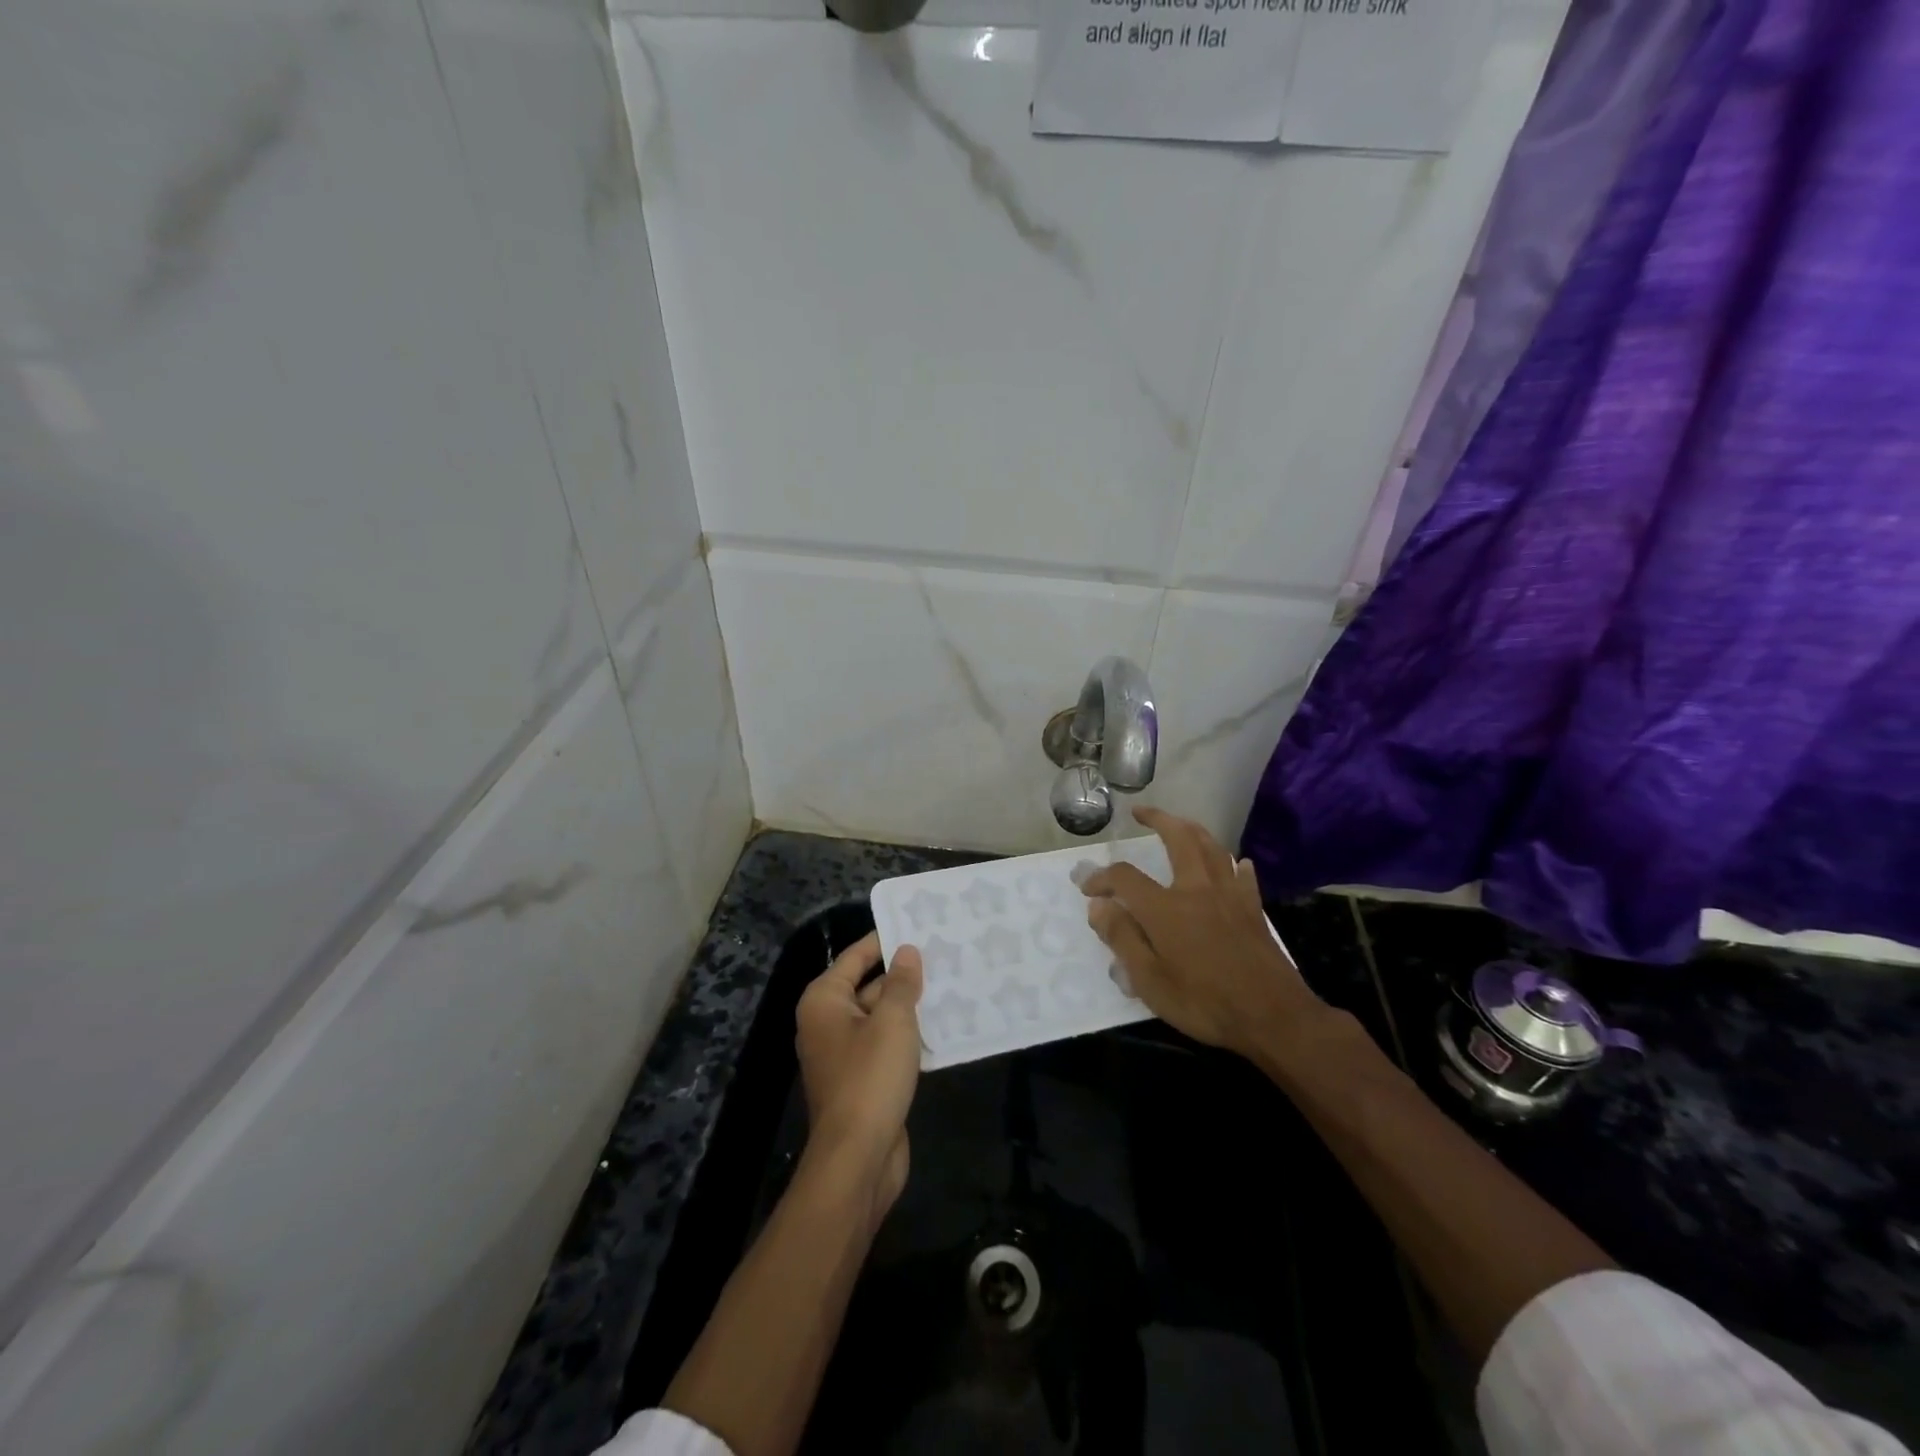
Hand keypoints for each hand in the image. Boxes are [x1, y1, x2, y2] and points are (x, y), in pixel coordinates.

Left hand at [795, 932, 923, 1221]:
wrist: (858, 1158)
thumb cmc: (870, 1077)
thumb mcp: (892, 1021)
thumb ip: (901, 983)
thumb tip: (906, 951)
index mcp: (824, 1001)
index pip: (854, 957)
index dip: (883, 940)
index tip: (915, 925)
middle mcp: (827, 1023)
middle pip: (866, 986)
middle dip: (901, 973)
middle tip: (941, 954)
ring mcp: (844, 1054)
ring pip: (880, 1017)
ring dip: (909, 1005)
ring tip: (950, 983)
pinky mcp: (862, 1080)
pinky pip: (886, 1045)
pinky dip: (909, 1035)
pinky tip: (942, 1026)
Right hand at [1081, 807, 1327, 1062]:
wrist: (1273, 1017)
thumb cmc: (1205, 1003)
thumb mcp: (1150, 982)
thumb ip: (1122, 939)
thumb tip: (1098, 905)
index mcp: (1165, 908)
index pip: (1124, 877)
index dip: (1101, 877)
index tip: (1087, 888)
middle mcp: (1197, 889)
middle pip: (1178, 838)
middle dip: (1157, 819)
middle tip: (1140, 812)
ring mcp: (1230, 895)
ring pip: (1212, 847)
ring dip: (1192, 829)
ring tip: (1179, 824)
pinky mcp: (1253, 909)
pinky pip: (1243, 875)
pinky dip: (1234, 863)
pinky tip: (1235, 862)